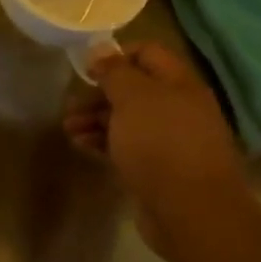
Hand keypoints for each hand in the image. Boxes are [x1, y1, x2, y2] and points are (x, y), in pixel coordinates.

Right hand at [64, 41, 255, 260]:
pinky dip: (104, 142)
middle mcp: (178, 108)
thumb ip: (114, 71)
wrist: (191, 213)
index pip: (147, 53)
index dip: (116, 56)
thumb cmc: (160, 144)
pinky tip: (82, 146)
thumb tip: (100, 48)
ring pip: (128, 120)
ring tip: (69, 129)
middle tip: (70, 105)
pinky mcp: (160, 169)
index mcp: (179, 84)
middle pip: (134, 89)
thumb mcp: (132, 98)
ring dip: (96, 120)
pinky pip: (128, 146)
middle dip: (99, 94)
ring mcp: (170, 140)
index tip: (87, 69)